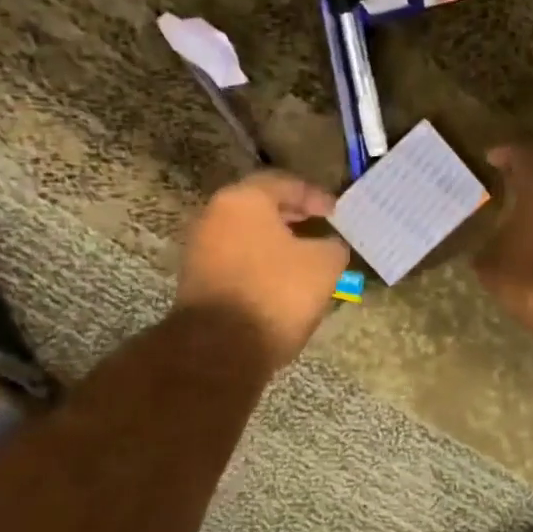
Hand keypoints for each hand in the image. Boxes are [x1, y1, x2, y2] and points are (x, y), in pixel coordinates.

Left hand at [176, 170, 350, 369]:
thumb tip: (329, 246)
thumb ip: (332, 246)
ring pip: (246, 235)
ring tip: (304, 257)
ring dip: (275, 242)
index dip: (315, 196)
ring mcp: (200, 248)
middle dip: (293, 216)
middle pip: (260, 207)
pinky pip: (236, 259)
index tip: (336, 213)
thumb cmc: (275, 293)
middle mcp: (214, 215)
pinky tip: (280, 281)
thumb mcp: (324, 266)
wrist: (220, 348)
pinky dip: (259, 262)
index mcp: (243, 199)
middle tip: (320, 228)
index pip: (284, 183)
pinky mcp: (196, 279)